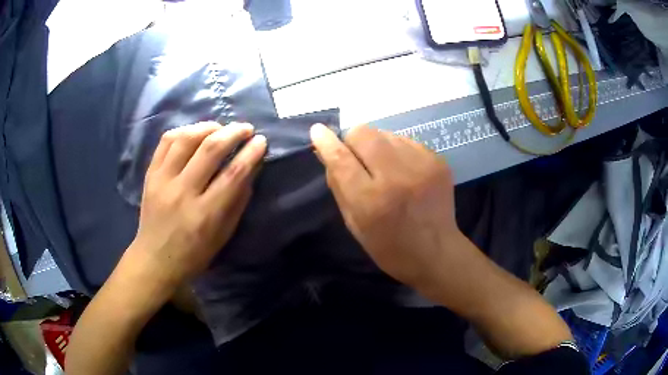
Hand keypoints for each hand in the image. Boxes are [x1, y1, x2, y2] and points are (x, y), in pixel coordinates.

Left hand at [128, 121, 266, 291]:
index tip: (261, 141)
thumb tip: (251, 167)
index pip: (233, 174)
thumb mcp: (224, 234)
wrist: (156, 259)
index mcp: (205, 214)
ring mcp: (162, 181)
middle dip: (233, 132)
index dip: (251, 153)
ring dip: (208, 127)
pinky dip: (184, 131)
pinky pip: (166, 141)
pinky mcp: (150, 174)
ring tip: (221, 128)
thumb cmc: (195, 253)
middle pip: (210, 149)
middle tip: (246, 129)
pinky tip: (195, 133)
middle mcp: (182, 193)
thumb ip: (238, 199)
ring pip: (186, 139)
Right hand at [310, 124, 462, 289]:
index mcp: (371, 200)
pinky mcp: (438, 160)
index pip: (341, 159)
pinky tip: (403, 170)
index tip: (318, 131)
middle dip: (354, 141)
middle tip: (357, 157)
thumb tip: (327, 153)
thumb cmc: (389, 247)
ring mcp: (421, 165)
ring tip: (384, 167)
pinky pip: (406, 141)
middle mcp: (397, 177)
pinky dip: (397, 150)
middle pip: (364, 134)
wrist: (437, 253)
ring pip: (386, 133)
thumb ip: (339, 186)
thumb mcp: (354, 224)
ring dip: (377, 145)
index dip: (327, 142)